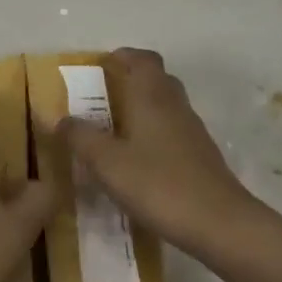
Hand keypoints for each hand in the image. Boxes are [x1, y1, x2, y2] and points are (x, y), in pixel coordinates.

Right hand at [57, 47, 260, 255]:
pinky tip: (138, 161)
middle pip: (157, 79)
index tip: (102, 66)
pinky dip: (155, 136)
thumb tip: (62, 119)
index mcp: (152, 97)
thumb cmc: (158, 184)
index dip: (123, 56)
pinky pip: (174, 133)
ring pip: (166, 107)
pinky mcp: (201, 157)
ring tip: (114, 131)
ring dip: (143, 109)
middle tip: (103, 98)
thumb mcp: (107, 163)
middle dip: (132, 81)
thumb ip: (81, 137)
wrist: (219, 224)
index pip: (143, 59)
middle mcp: (175, 106)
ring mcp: (193, 132)